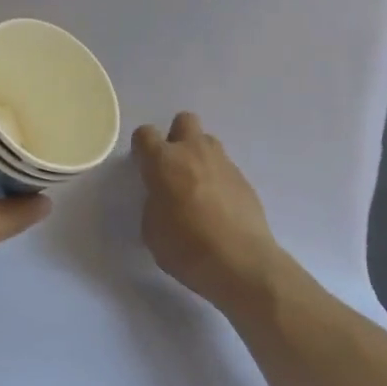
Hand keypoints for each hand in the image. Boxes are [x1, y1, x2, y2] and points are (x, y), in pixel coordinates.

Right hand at [131, 112, 313, 317]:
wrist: (242, 264)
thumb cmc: (186, 247)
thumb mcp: (152, 229)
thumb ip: (154, 202)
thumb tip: (163, 197)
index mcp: (163, 161)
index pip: (145, 134)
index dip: (142, 148)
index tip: (144, 167)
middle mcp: (194, 152)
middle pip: (184, 121)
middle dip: (176, 137)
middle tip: (173, 166)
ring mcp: (223, 164)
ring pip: (208, 142)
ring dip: (199, 156)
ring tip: (197, 187)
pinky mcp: (245, 181)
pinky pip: (225, 169)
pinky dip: (218, 180)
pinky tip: (218, 208)